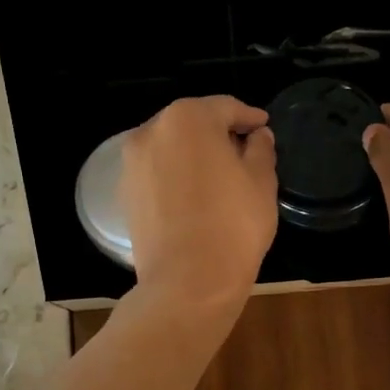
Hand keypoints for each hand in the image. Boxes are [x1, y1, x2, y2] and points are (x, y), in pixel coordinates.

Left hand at [121, 96, 278, 313]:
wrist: (188, 282)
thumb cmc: (233, 225)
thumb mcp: (261, 182)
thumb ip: (260, 150)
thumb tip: (258, 136)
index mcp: (188, 119)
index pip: (225, 107)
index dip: (249, 117)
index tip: (264, 127)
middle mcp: (152, 131)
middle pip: (192, 123)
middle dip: (218, 133)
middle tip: (245, 150)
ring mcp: (132, 163)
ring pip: (171, 148)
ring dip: (195, 154)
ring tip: (220, 175)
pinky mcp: (126, 193)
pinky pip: (157, 173)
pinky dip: (176, 175)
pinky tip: (196, 195)